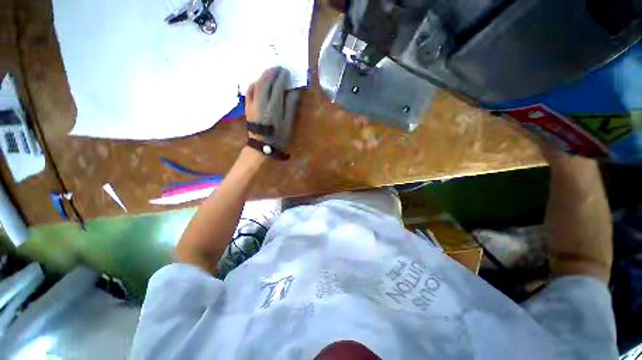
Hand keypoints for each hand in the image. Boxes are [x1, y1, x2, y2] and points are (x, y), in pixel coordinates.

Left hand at [245, 67, 299, 148]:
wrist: (261, 146)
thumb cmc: (278, 137)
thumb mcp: (288, 124)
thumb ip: (291, 106)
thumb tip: (295, 91)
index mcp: (273, 109)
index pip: (277, 87)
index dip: (282, 78)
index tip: (287, 72)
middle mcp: (261, 103)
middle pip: (265, 82)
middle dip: (272, 72)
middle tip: (279, 68)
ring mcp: (251, 104)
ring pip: (256, 84)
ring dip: (263, 76)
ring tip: (270, 72)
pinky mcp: (247, 106)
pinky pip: (249, 91)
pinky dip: (255, 83)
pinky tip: (259, 82)